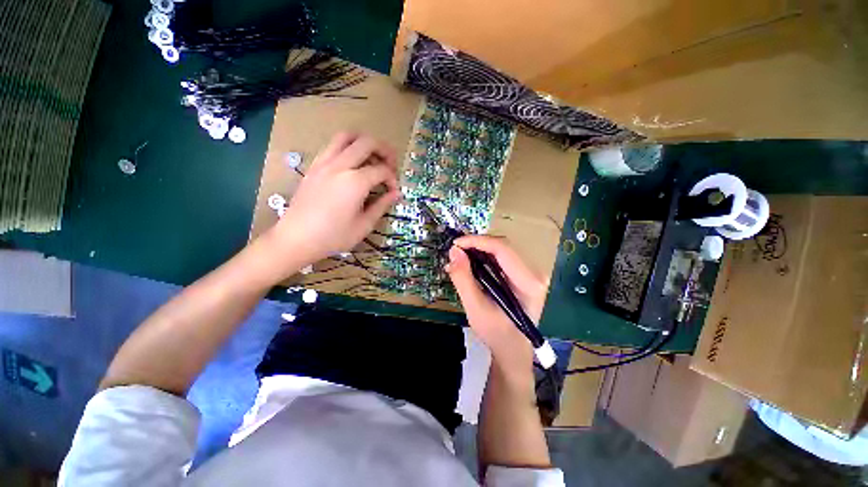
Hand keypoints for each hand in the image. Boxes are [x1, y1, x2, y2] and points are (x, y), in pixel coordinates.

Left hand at [266, 132, 399, 268]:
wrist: (296, 238)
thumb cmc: (334, 236)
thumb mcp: (364, 225)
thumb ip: (382, 205)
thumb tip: (396, 193)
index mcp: (355, 182)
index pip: (382, 170)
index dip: (392, 179)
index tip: (393, 191)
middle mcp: (340, 166)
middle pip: (367, 142)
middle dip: (384, 150)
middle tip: (390, 164)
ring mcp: (324, 163)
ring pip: (346, 136)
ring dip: (363, 142)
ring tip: (371, 156)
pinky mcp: (314, 166)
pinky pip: (332, 146)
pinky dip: (346, 147)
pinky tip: (351, 163)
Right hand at [445, 235, 546, 371]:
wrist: (512, 349)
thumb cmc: (496, 333)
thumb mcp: (475, 308)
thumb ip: (463, 279)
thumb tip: (453, 251)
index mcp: (529, 282)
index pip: (503, 250)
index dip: (477, 242)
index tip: (456, 244)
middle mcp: (535, 272)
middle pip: (503, 246)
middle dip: (476, 245)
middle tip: (455, 251)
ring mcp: (530, 272)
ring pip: (501, 249)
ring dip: (479, 249)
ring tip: (460, 256)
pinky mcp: (523, 274)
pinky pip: (502, 257)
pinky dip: (484, 256)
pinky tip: (471, 262)